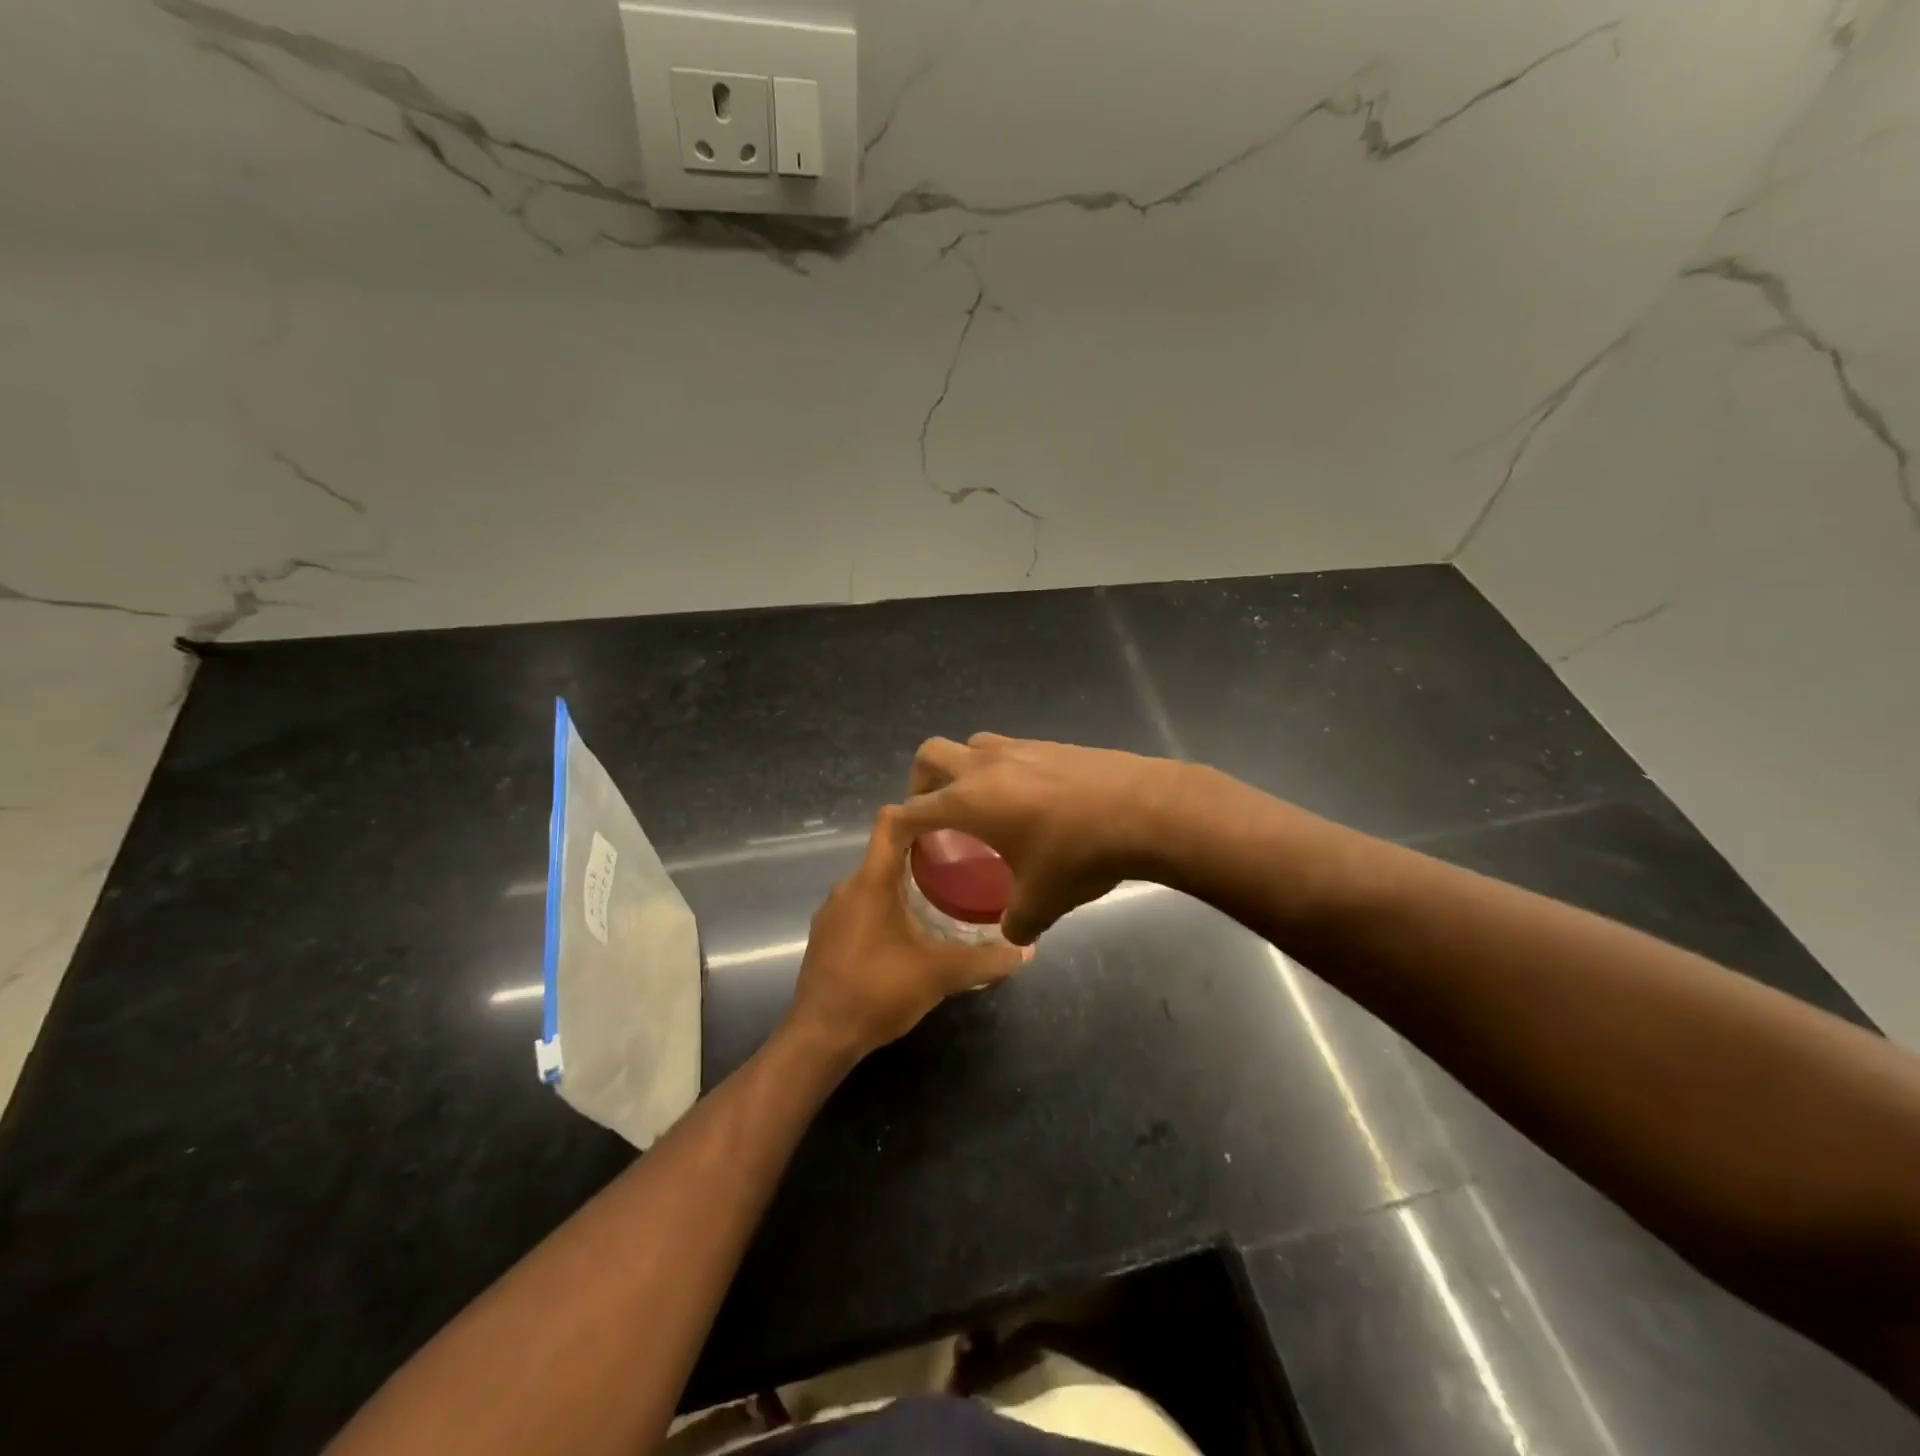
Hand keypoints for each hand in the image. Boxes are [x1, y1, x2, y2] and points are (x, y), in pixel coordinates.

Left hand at [786, 805, 1027, 1060]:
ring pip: (874, 880)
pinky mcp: (827, 935)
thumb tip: (1026, 948)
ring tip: (944, 892)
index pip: (890, 822)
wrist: (819, 1038)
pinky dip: (886, 905)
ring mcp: (832, 912)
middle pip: (886, 851)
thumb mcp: (939, 975)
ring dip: (904, 881)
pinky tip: (911, 929)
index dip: (918, 809)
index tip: (952, 814)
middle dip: (923, 851)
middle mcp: (847, 887)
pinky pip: (861, 904)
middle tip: (964, 859)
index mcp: (871, 881)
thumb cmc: (877, 992)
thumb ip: (985, 960)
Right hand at [902, 734, 1187, 944]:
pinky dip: (1002, 768)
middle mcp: (985, 766)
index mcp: (969, 801)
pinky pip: (1010, 749)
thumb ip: (1016, 922)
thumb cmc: (1079, 854)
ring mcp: (1020, 748)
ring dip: (964, 768)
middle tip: (936, 812)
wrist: (1144, 809)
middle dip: (923, 781)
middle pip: (932, 753)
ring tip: (982, 803)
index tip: (900, 840)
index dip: (899, 824)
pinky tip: (1029, 799)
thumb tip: (1012, 936)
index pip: (914, 807)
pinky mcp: (1051, 744)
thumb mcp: (1043, 901)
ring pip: (973, 745)